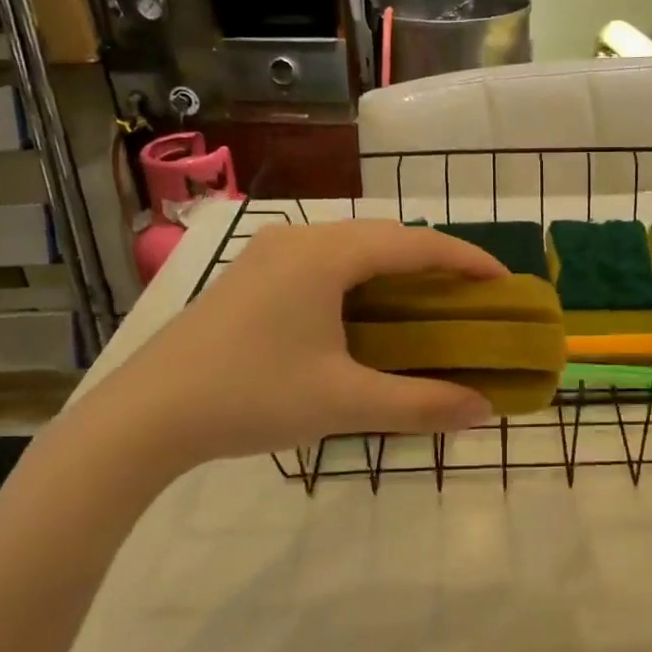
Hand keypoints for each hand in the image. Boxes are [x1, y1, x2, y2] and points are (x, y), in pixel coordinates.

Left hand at [75, 222, 504, 481]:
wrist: (146, 414)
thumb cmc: (251, 397)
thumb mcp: (343, 404)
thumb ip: (420, 405)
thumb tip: (484, 410)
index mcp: (326, 255)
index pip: (416, 243)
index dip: (467, 260)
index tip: (506, 284)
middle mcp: (300, 238)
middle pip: (386, 237)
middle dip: (434, 263)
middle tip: (472, 299)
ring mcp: (269, 253)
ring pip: (352, 248)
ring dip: (395, 270)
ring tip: (427, 305)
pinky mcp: (251, 275)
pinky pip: (324, 262)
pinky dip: (360, 280)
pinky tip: (366, 313)